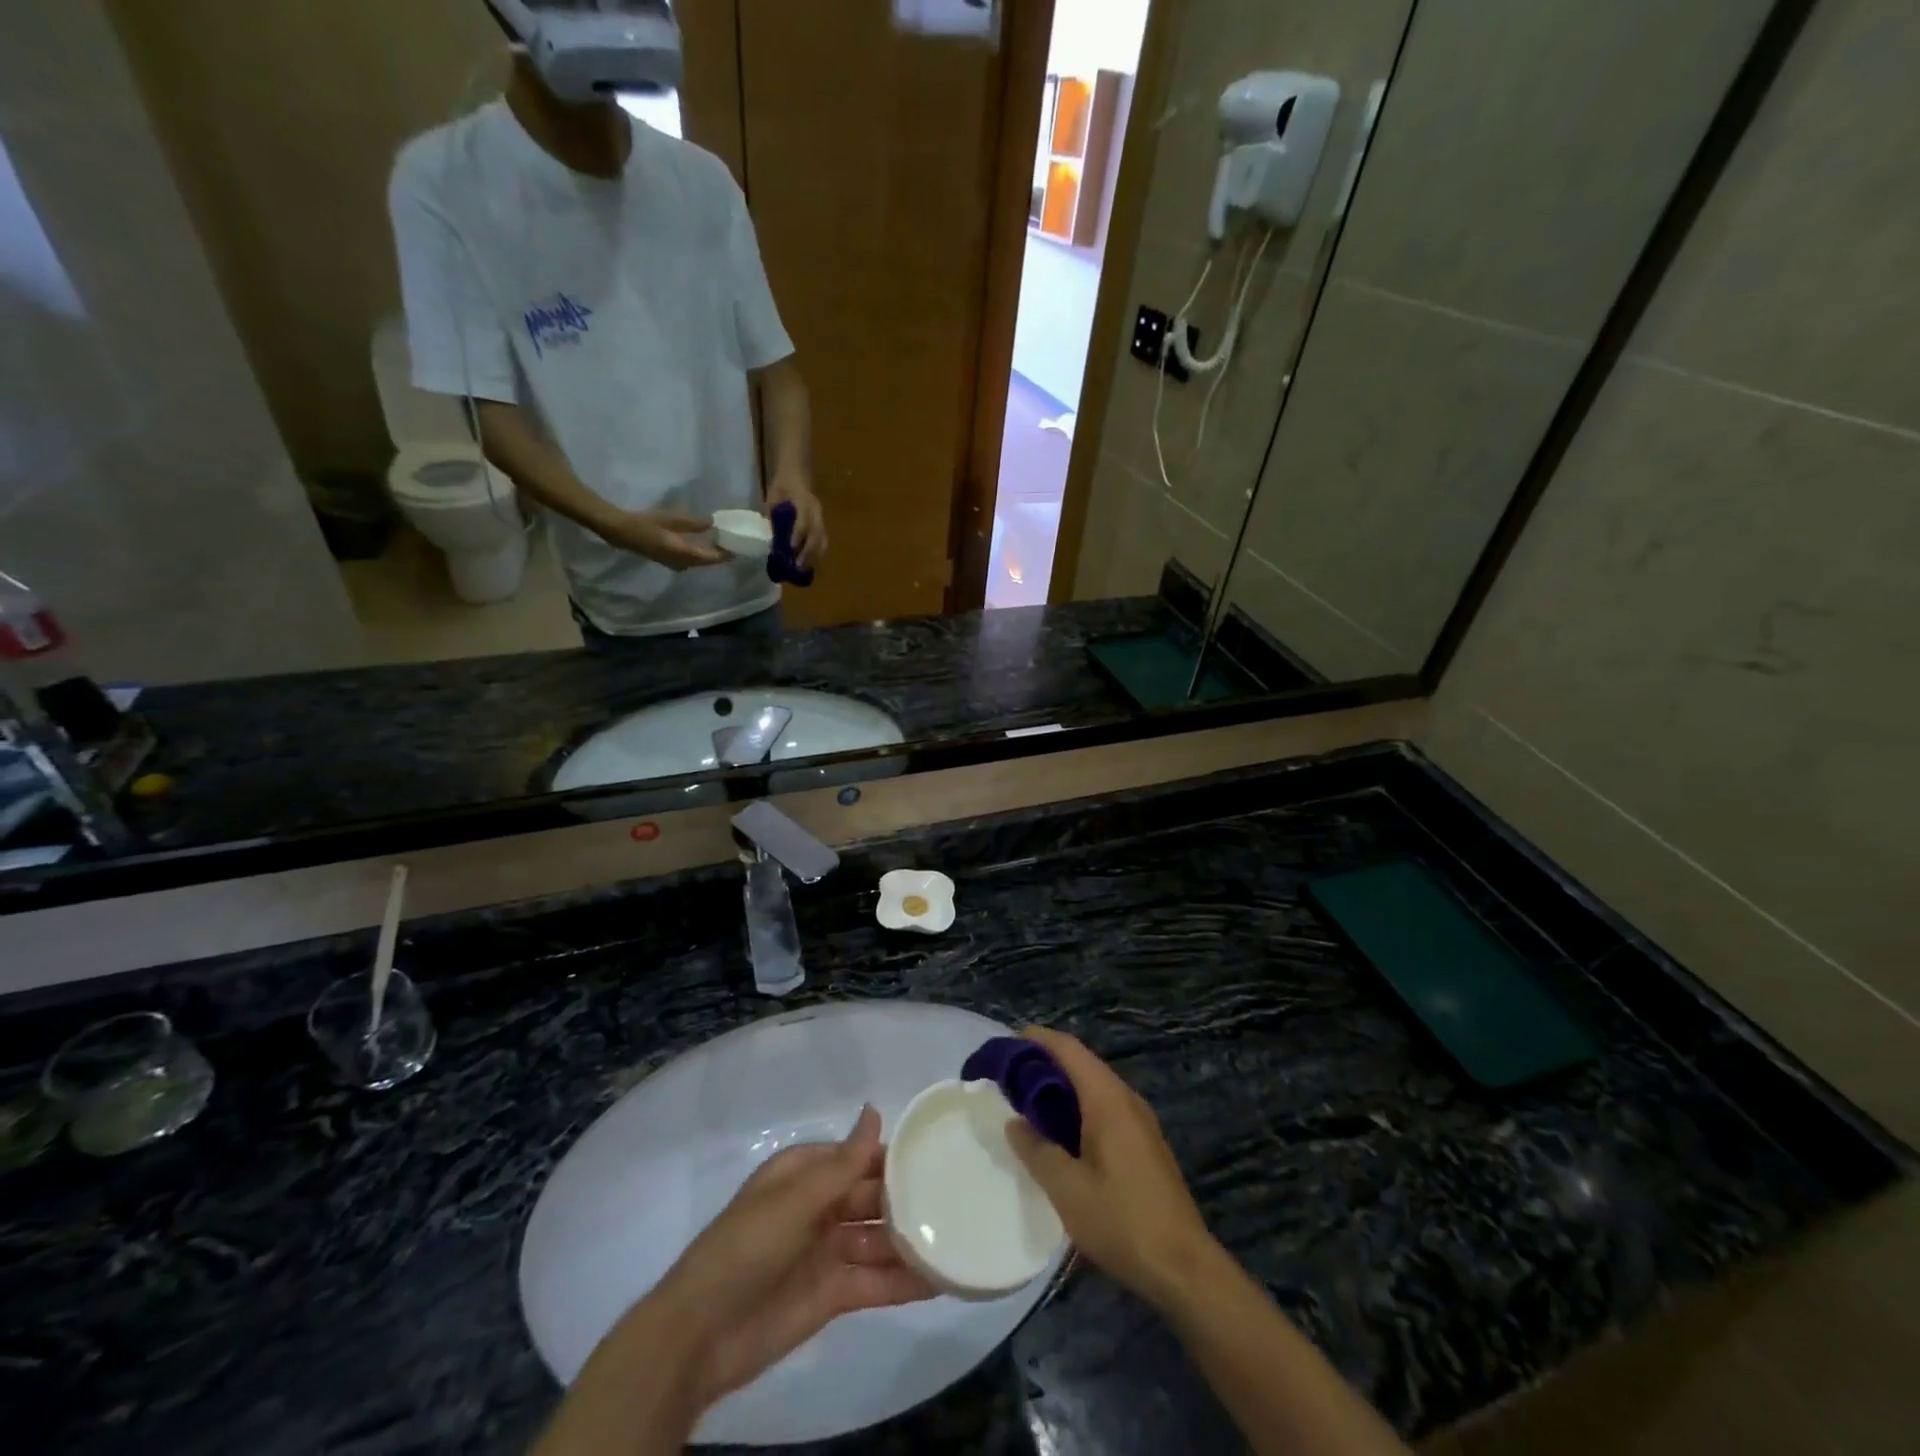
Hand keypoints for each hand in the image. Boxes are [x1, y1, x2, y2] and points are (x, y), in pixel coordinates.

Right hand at [600, 509, 728, 569]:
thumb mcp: (671, 519)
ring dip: (710, 556)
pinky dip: (699, 555)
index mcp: (684, 553)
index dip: (725, 555)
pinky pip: (690, 561)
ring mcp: (674, 564)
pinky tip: (703, 546)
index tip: (738, 549)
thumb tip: (712, 523)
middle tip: (732, 546)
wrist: (622, 532)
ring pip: (698, 563)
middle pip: (706, 562)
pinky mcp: (669, 561)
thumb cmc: (645, 523)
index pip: (711, 558)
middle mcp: (682, 562)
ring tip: (721, 545)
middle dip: (719, 556)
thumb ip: (692, 523)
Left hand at [647, 1105, 934, 1410]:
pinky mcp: (832, 1293)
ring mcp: (826, 1251)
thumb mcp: (796, 1199)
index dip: (894, 1156)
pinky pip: (875, 1281)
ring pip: (879, 1239)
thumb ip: (843, 1162)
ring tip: (961, 1236)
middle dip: (909, 1198)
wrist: (701, 1336)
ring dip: (912, 1240)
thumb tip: (875, 1109)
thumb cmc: (747, 1248)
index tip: (939, 1153)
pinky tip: (942, 1279)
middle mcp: (819, 1207)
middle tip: (961, 1198)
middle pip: (873, 1197)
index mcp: (805, 1174)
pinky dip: (905, 1281)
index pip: (858, 1156)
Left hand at [767, 474, 827, 569]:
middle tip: (798, 567)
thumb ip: (773, 517)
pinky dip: (817, 553)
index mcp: (803, 501)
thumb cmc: (782, 486)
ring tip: (805, 570)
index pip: (803, 521)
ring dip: (814, 556)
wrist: (796, 474)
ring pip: (822, 540)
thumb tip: (770, 539)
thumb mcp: (772, 498)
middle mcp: (815, 511)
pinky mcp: (821, 524)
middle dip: (808, 552)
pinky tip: (809, 563)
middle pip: (816, 535)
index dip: (797, 536)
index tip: (790, 549)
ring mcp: (820, 518)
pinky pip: (822, 541)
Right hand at [1006, 1027, 1221, 1311]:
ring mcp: (1139, 1120)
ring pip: (1093, 1085)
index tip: (1005, 1046)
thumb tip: (1014, 1123)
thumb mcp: (1067, 1190)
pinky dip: (1076, 1106)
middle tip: (1008, 1078)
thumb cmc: (1122, 1222)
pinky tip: (1059, 1133)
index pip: (1069, 1049)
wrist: (1184, 1268)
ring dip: (1060, 1087)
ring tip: (1026, 1103)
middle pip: (1081, 1063)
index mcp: (1107, 1099)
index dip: (1037, 1040)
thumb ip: (1036, 1150)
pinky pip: (1104, 1106)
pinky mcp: (1144, 1142)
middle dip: (1044, 1063)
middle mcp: (1126, 1098)